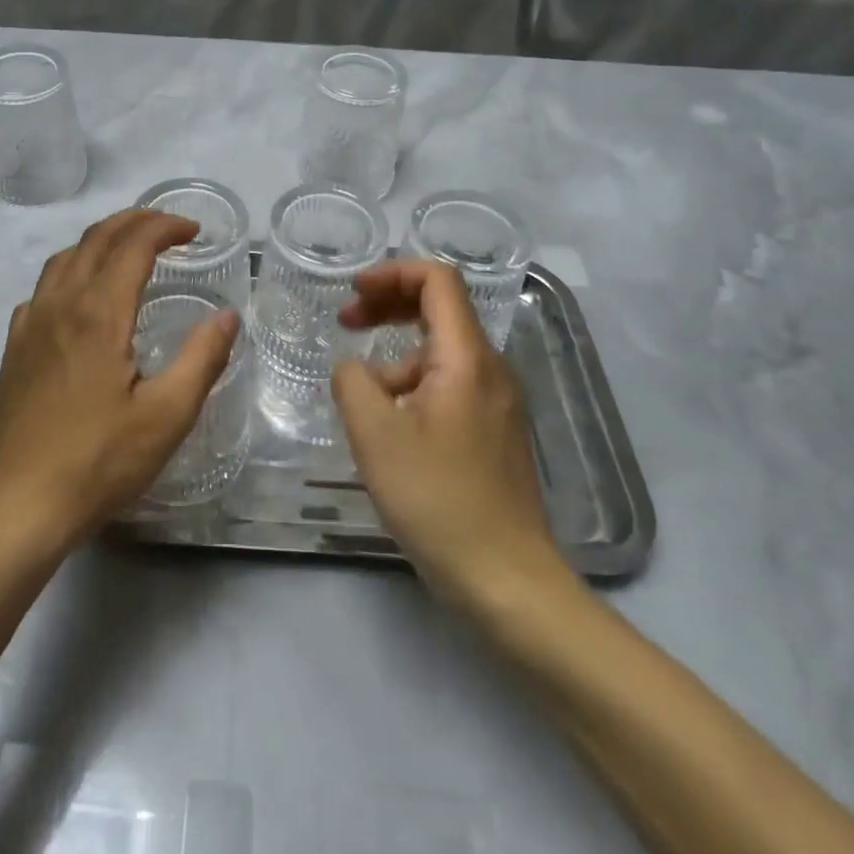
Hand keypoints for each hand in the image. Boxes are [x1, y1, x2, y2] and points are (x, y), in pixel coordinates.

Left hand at [0, 208, 240, 564]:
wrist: (15, 505)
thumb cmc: (97, 462)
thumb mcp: (166, 417)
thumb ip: (202, 359)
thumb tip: (228, 315)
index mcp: (99, 312)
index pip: (133, 245)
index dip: (165, 227)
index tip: (194, 230)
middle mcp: (61, 304)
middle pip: (96, 239)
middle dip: (135, 221)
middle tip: (168, 226)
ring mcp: (31, 324)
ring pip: (65, 257)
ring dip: (101, 239)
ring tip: (129, 248)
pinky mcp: (15, 347)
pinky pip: (43, 287)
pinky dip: (71, 269)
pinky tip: (81, 296)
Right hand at [332, 261, 573, 610]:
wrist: (506, 580)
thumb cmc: (437, 500)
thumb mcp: (375, 435)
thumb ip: (352, 382)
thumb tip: (353, 369)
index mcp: (466, 358)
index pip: (437, 280)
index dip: (391, 273)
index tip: (352, 294)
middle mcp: (490, 369)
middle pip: (440, 309)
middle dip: (388, 305)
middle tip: (347, 322)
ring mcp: (497, 401)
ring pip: (441, 352)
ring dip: (395, 355)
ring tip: (360, 398)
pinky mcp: (494, 431)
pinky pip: (450, 385)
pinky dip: (413, 386)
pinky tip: (389, 426)